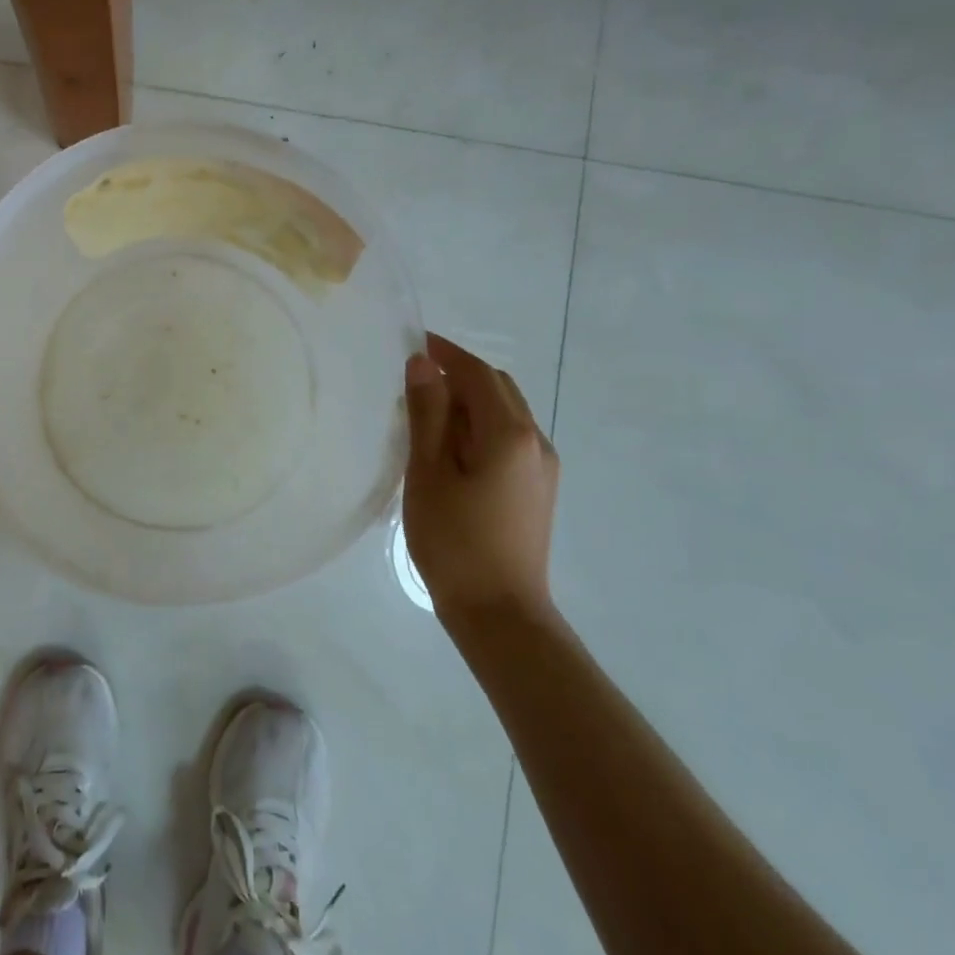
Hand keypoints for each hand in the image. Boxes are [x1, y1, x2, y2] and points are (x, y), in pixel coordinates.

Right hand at [402, 333, 557, 624]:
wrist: (500, 612)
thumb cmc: (455, 541)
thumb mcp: (428, 473)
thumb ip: (427, 414)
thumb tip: (422, 364)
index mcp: (509, 433)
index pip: (477, 373)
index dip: (445, 352)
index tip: (412, 342)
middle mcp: (535, 440)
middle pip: (497, 388)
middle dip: (458, 374)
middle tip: (413, 380)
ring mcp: (542, 466)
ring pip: (504, 413)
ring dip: (468, 401)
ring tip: (426, 414)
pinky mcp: (538, 488)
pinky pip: (508, 438)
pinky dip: (479, 427)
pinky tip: (451, 448)